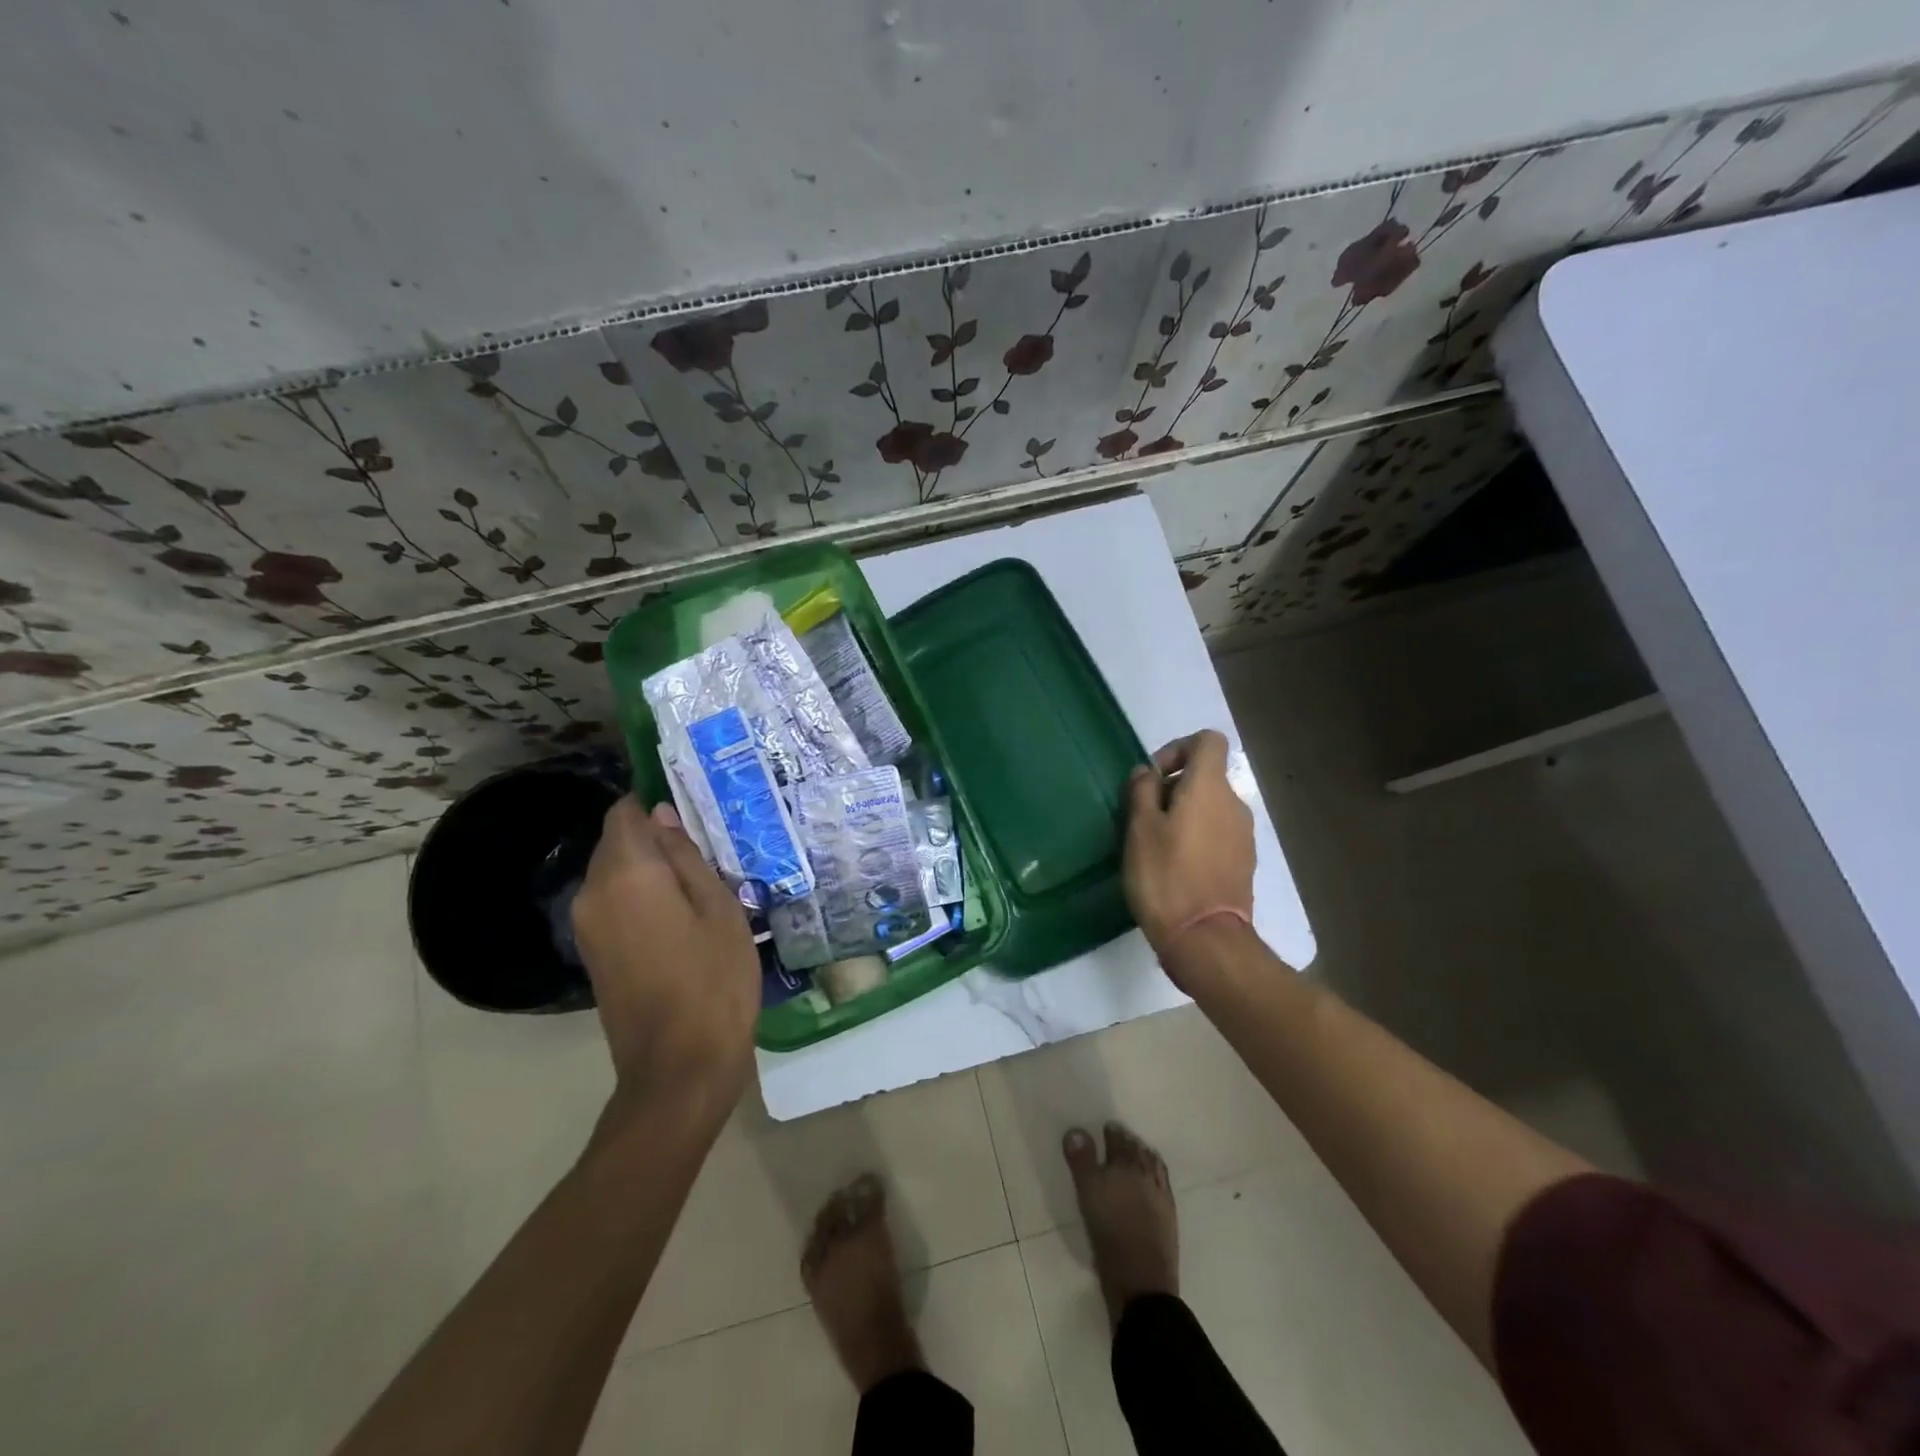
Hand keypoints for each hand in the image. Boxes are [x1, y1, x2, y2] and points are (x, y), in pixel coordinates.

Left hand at [571, 798, 759, 1114]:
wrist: (679, 1066)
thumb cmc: (714, 979)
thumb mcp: (719, 908)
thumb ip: (687, 856)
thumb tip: (661, 815)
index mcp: (626, 873)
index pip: (625, 812)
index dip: (655, 802)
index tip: (694, 810)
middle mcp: (594, 892)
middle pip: (616, 841)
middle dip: (654, 836)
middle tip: (708, 848)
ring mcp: (588, 926)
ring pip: (614, 873)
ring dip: (649, 869)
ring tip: (699, 882)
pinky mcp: (592, 954)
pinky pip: (613, 904)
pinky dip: (641, 896)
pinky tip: (680, 915)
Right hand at [1123, 730, 1255, 970]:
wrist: (1205, 939)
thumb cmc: (1165, 877)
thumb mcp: (1140, 829)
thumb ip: (1142, 791)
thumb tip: (1148, 773)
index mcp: (1210, 788)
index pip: (1207, 741)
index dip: (1178, 749)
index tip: (1153, 779)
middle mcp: (1234, 804)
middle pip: (1207, 776)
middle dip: (1174, 787)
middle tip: (1144, 816)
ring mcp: (1244, 836)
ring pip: (1212, 807)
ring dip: (1185, 814)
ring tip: (1157, 845)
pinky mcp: (1244, 863)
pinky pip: (1219, 834)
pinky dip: (1198, 838)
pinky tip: (1176, 867)